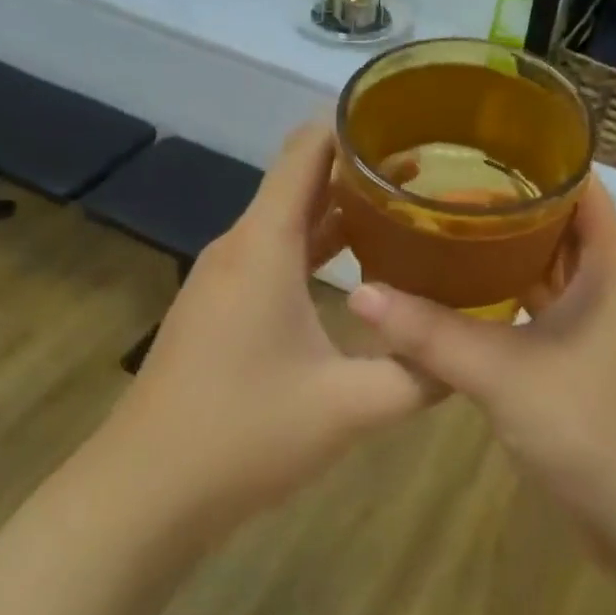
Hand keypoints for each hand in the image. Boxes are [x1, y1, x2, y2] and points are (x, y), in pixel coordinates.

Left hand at [108, 124, 435, 531]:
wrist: (144, 493)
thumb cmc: (244, 435)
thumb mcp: (349, 408)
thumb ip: (419, 375)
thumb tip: (471, 354)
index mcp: (264, 246)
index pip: (307, 150)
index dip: (354, 124)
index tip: (410, 120)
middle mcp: (240, 247)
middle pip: (302, 180)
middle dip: (363, 168)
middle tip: (433, 172)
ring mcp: (224, 278)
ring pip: (288, 220)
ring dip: (342, 210)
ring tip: (408, 210)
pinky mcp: (220, 308)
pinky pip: (275, 255)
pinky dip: (319, 246)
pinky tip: (360, 270)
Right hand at [345, 178, 615, 552]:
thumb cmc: (595, 428)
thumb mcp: (505, 374)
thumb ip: (432, 334)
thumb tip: (360, 294)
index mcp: (608, 266)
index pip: (578, 187)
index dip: (535, 160)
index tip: (474, 145)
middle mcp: (605, 287)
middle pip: (554, 227)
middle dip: (502, 207)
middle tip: (436, 191)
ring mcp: (593, 329)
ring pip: (543, 273)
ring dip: (499, 256)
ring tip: (437, 234)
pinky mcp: (578, 366)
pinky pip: (536, 314)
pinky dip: (501, 301)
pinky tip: (455, 300)